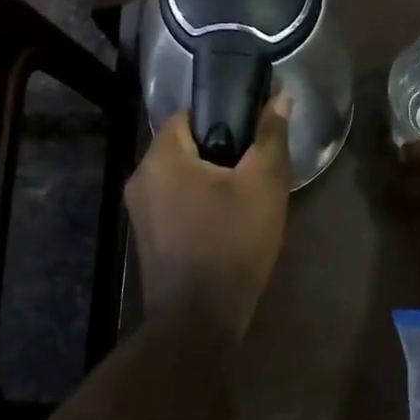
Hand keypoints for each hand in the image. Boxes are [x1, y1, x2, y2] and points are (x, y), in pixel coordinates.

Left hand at [126, 94, 293, 337]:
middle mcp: (140, 176)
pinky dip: (198, 200)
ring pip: (180, 174)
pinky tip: (226, 218)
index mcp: (161, 156)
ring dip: (210, 176)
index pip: (189, 113)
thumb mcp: (262, 185)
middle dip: (220, 148)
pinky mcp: (147, 236)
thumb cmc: (231, 244)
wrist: (197, 323)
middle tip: (255, 163)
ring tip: (246, 191)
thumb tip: (280, 97)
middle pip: (184, 144)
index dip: (223, 114)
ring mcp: (140, 210)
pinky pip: (174, 200)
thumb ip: (270, 136)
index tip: (252, 129)